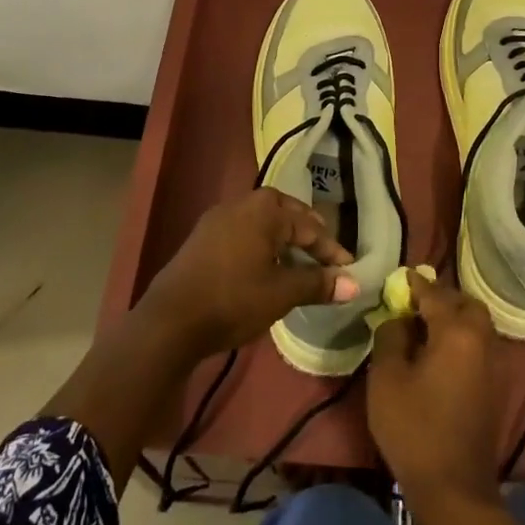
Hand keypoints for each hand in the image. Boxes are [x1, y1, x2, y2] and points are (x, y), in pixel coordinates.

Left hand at [138, 188, 356, 359]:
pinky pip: (242, 231)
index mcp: (265, 210)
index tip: (349, 269)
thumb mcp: (282, 293)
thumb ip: (318, 284)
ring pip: (261, 221)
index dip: (331, 250)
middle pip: (284, 213)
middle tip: (325, 253)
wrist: (170, 320)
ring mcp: (217, 218)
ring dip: (283, 237)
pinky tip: (264, 265)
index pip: (309, 226)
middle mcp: (241, 204)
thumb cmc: (234, 300)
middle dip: (307, 233)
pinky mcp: (202, 237)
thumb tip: (354, 283)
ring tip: (298, 260)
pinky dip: (260, 243)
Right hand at [367, 274, 500, 511]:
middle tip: (415, 303)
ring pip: (478, 325)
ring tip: (426, 327)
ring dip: (455, 318)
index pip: (435, 294)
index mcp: (458, 332)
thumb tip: (399, 318)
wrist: (454, 488)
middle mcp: (484, 340)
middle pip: (466, 304)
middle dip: (442, 298)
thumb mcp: (387, 377)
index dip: (414, 284)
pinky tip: (441, 353)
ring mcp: (496, 364)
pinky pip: (481, 346)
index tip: (400, 276)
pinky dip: (464, 338)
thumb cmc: (414, 427)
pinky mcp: (498, 387)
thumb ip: (390, 336)